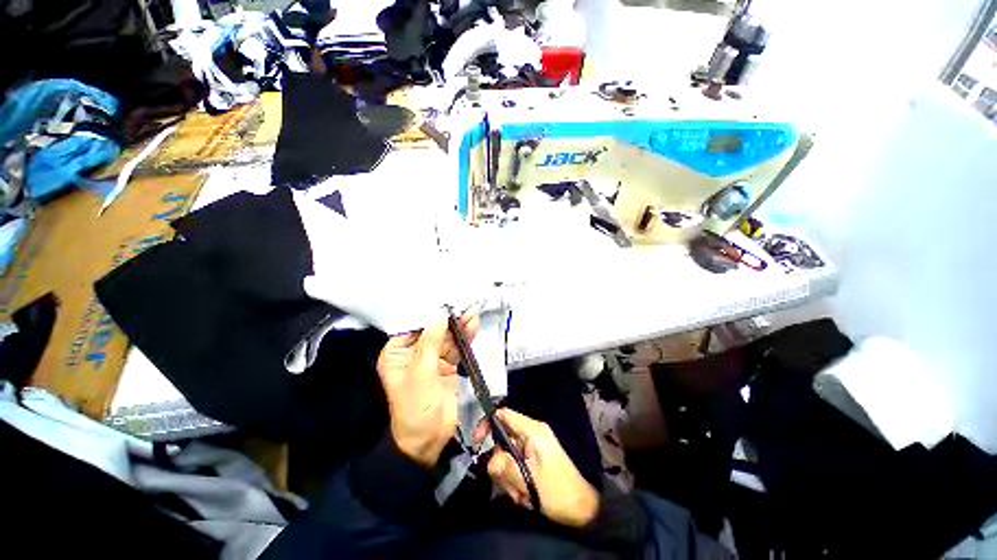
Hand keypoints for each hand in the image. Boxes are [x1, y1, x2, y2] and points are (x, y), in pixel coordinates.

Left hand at [376, 314, 478, 466]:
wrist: (428, 440)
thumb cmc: (415, 406)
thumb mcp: (421, 372)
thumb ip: (431, 341)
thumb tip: (439, 315)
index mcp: (397, 353)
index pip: (414, 327)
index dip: (430, 315)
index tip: (446, 302)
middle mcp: (413, 354)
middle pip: (433, 331)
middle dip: (449, 321)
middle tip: (464, 306)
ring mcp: (432, 360)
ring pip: (447, 339)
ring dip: (460, 328)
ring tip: (472, 313)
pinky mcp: (447, 367)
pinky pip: (456, 349)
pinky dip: (465, 339)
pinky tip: (473, 326)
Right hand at [475, 408, 599, 527]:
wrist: (582, 509)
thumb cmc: (558, 492)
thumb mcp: (527, 481)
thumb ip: (503, 466)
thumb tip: (488, 459)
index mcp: (533, 431)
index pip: (504, 414)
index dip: (487, 424)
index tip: (477, 443)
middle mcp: (532, 434)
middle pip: (502, 439)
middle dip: (500, 463)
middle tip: (510, 485)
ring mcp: (533, 446)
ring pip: (507, 455)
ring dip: (509, 476)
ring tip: (521, 494)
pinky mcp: (534, 458)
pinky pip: (515, 464)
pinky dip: (515, 480)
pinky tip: (525, 496)